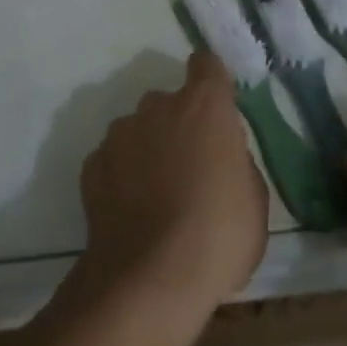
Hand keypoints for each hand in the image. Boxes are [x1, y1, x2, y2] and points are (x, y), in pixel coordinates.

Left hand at [68, 51, 268, 337]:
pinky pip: (113, 160)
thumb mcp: (254, 202)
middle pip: (170, 102)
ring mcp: (120, 133)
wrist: (149, 280)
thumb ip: (237, 162)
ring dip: (148, 150)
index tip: (217, 104)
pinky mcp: (92, 164)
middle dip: (179, 125)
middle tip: (190, 169)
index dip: (212, 80)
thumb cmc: (217, 236)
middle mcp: (158, 106)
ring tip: (156, 197)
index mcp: (204, 106)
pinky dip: (121, 177)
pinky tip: (131, 212)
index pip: (207, 65)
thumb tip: (222, 156)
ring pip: (138, 129)